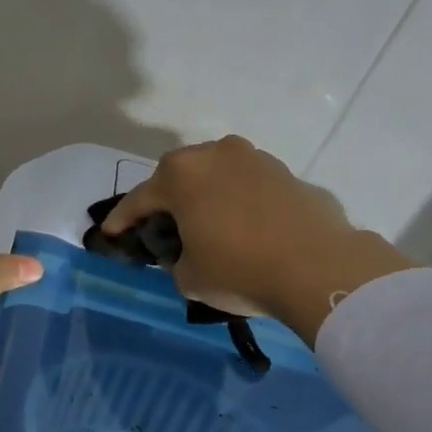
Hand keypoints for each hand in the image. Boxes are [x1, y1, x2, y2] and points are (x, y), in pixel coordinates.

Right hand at [101, 136, 413, 340]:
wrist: (319, 269)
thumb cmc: (240, 269)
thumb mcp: (189, 276)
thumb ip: (176, 258)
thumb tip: (186, 251)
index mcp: (181, 175)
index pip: (139, 199)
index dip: (122, 219)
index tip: (111, 233)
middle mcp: (216, 154)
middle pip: (179, 176)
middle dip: (167, 199)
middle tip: (163, 225)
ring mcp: (256, 159)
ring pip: (217, 175)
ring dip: (206, 196)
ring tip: (207, 224)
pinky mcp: (287, 174)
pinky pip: (250, 187)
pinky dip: (240, 203)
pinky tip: (245, 228)